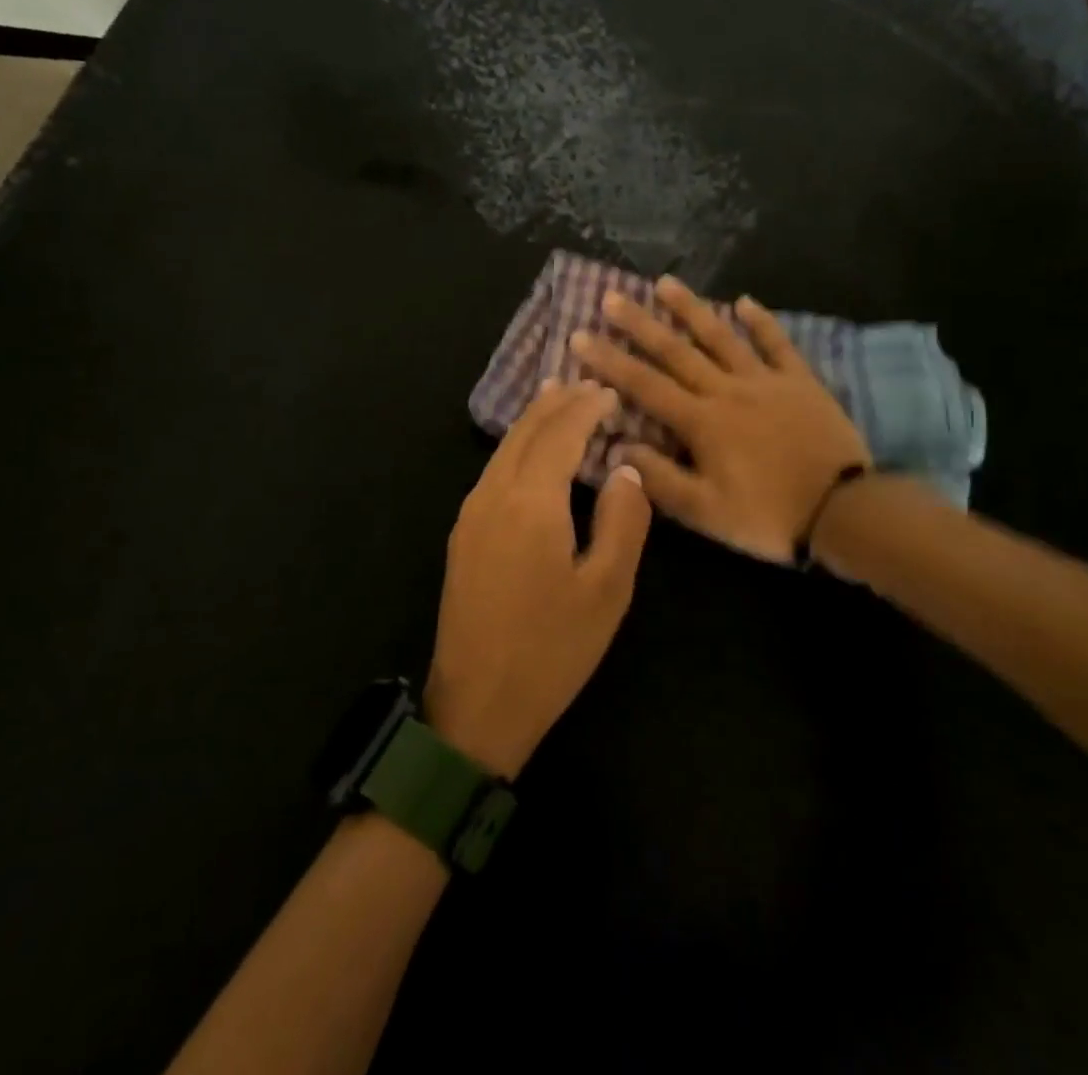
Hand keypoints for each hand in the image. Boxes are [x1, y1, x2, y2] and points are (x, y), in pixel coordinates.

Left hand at [426, 380, 652, 778]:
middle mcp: (493, 495)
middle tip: (584, 382)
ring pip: (504, 449)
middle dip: (556, 403)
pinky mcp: (462, 534)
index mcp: (531, 503)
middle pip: (525, 432)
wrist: (477, 705)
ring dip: (533, 421)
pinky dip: (517, 447)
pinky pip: (493, 470)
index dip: (586, 408)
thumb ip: (623, 521)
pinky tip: (529, 451)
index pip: (560, 435)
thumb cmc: (552, 650)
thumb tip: (625, 470)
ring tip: (556, 398)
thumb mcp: (607, 590)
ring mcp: (471, 514)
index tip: (610, 391)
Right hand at [570, 277, 869, 562]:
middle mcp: (726, 390)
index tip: (580, 337)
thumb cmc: (769, 516)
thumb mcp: (706, 512)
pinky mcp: (799, 380)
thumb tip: (620, 448)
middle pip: (676, 351)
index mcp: (701, 422)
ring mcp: (765, 380)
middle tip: (611, 297)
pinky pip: (776, 343)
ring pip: (721, 336)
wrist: (844, 510)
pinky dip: (761, 321)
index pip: (644, 385)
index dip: (609, 361)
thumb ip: (660, 479)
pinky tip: (744, 300)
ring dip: (691, 308)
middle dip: (640, 323)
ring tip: (665, 282)